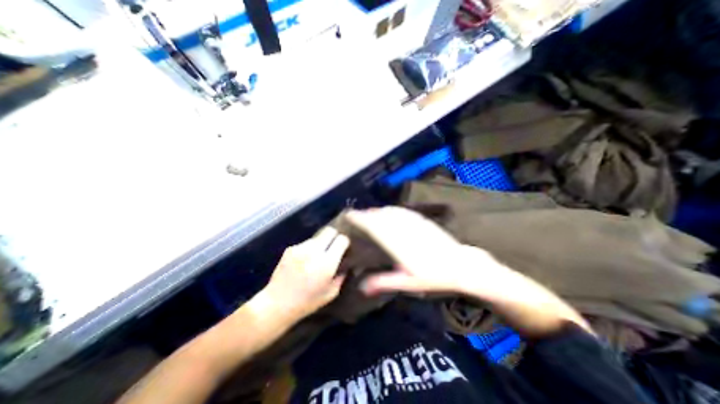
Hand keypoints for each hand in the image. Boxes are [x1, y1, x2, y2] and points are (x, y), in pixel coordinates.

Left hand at [261, 227, 350, 322]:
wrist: (277, 304)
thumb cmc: (307, 302)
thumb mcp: (331, 293)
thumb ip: (341, 276)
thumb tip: (347, 264)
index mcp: (327, 263)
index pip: (341, 239)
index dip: (345, 242)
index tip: (344, 248)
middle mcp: (314, 251)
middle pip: (329, 231)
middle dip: (334, 237)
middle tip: (333, 247)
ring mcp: (300, 248)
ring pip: (317, 237)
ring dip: (320, 244)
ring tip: (316, 256)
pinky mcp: (290, 249)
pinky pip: (305, 243)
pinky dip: (308, 249)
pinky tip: (304, 261)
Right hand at [344, 206, 508, 294]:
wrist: (460, 265)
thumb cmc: (433, 276)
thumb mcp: (408, 283)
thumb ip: (383, 282)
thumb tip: (361, 286)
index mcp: (397, 243)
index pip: (374, 226)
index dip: (360, 218)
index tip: (349, 215)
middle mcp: (403, 228)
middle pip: (380, 216)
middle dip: (366, 214)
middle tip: (356, 216)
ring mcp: (413, 222)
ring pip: (390, 211)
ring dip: (377, 211)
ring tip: (368, 214)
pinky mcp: (421, 220)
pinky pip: (402, 211)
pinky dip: (391, 210)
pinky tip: (388, 212)